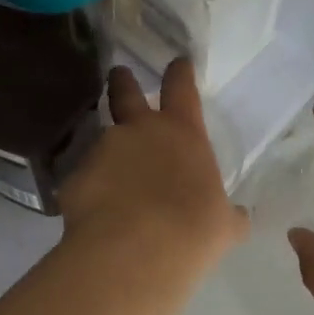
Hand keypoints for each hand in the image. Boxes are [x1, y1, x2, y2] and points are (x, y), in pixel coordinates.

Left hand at [60, 60, 248, 275]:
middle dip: (122, 81)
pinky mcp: (75, 177)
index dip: (179, 72)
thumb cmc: (192, 230)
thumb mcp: (222, 225)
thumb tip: (238, 218)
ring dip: (108, 151)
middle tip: (118, 75)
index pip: (181, 87)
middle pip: (125, 91)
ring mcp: (103, 150)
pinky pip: (84, 179)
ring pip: (102, 138)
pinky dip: (91, 189)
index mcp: (182, 133)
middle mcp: (139, 130)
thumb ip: (229, 216)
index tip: (177, 63)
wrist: (134, 251)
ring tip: (111, 176)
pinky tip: (96, 213)